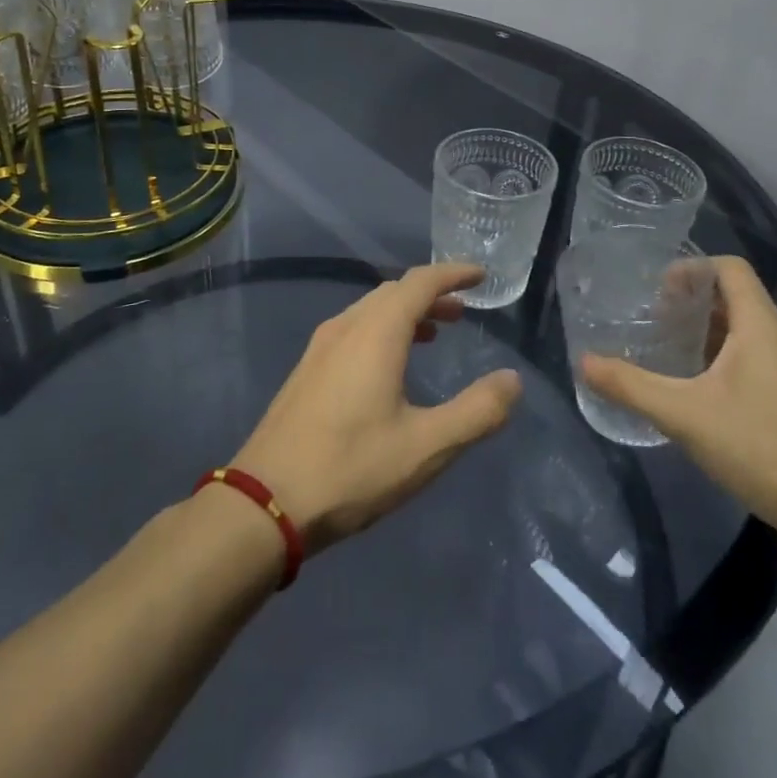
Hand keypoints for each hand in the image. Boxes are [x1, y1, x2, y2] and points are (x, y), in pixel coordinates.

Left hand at [233, 263, 521, 553]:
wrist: (264, 502)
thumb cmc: (351, 469)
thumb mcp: (427, 446)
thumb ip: (477, 412)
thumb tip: (512, 380)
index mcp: (376, 333)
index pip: (420, 282)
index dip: (453, 274)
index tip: (480, 275)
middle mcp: (345, 328)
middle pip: (393, 292)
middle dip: (431, 295)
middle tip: (462, 312)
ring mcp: (319, 348)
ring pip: (370, 311)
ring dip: (405, 313)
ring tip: (432, 334)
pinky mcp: (306, 371)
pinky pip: (352, 331)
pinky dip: (381, 331)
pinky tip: (388, 367)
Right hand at [581, 256, 776, 543]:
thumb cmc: (763, 448)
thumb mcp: (685, 416)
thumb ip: (631, 386)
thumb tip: (583, 362)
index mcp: (763, 325)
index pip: (730, 268)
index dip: (692, 268)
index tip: (659, 291)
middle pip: (740, 298)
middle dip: (697, 304)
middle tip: (660, 325)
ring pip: (756, 331)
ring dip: (717, 333)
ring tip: (682, 359)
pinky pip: (771, 358)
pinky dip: (738, 359)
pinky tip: (718, 397)